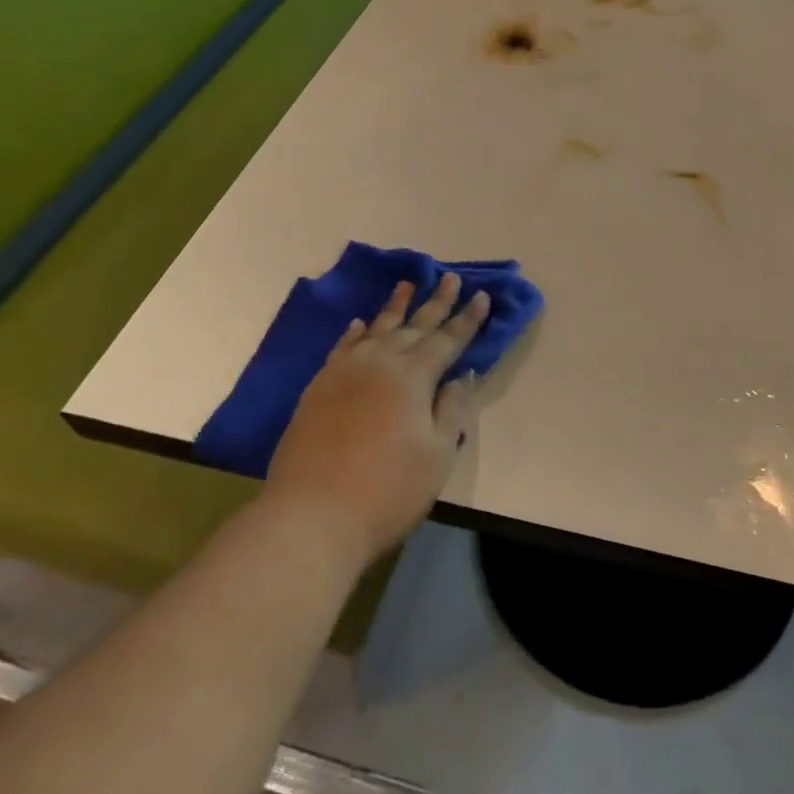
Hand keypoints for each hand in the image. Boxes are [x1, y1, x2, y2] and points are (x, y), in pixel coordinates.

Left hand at [266, 276, 491, 565]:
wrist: (311, 517)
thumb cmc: (387, 491)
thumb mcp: (437, 455)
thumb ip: (452, 410)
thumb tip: (462, 374)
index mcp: (413, 377)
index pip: (448, 340)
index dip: (468, 319)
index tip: (483, 296)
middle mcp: (379, 363)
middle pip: (414, 326)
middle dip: (436, 302)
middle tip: (449, 277)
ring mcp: (344, 372)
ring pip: (377, 329)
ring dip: (396, 306)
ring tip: (407, 284)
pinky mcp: (318, 388)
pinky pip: (343, 347)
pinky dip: (356, 332)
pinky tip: (361, 323)